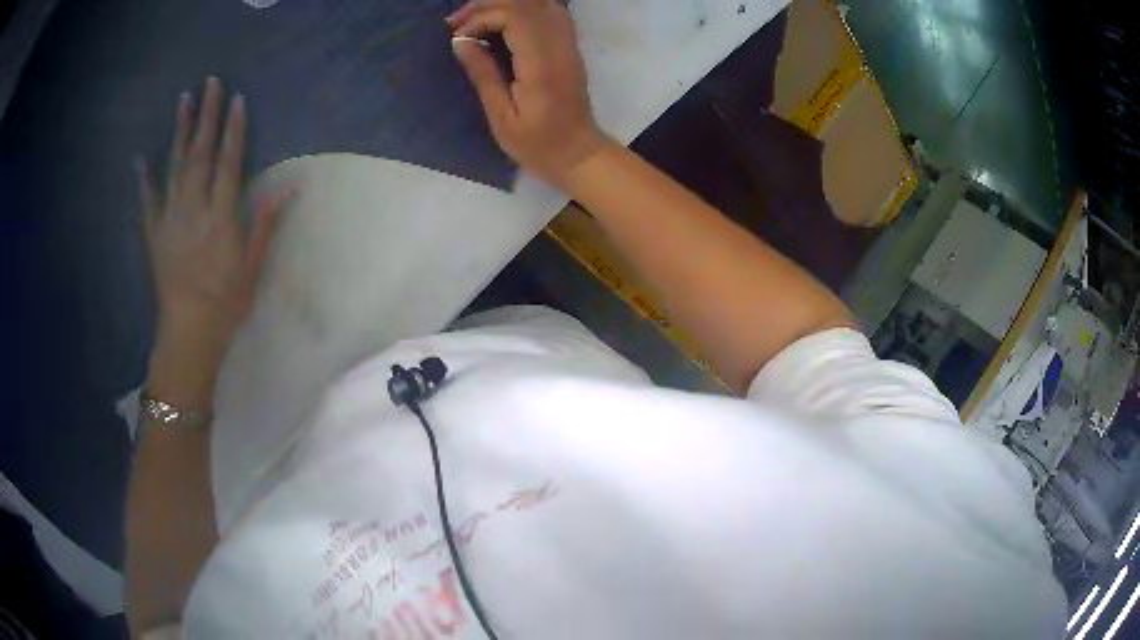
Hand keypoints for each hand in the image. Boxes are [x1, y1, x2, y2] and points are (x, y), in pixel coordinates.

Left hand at [137, 77, 289, 407]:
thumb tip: (287, 189)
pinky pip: (147, 202)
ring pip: (174, 168)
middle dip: (206, 117)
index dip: (233, 130)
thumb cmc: (225, 304)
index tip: (236, 100)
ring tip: (183, 101)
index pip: (228, 164)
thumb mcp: (251, 268)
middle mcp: (193, 211)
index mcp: (220, 219)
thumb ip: (263, 225)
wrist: (188, 334)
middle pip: (200, 155)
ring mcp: (170, 221)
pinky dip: (144, 179)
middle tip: (210, 83)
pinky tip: (141, 159)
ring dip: (179, 132)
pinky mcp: (154, 235)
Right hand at [447, 0, 611, 187]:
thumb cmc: (537, 144)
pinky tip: (502, 20)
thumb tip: (460, 41)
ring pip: (540, 3)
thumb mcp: (501, 117)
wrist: (578, 153)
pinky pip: (550, 12)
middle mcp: (559, 46)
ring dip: (504, 4)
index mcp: (541, 64)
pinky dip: (523, 9)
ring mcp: (568, 44)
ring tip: (475, 18)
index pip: (514, 17)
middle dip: (487, 6)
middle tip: (456, 22)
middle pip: (526, 4)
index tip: (457, 38)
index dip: (480, 18)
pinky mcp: (569, 46)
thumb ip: (483, 74)